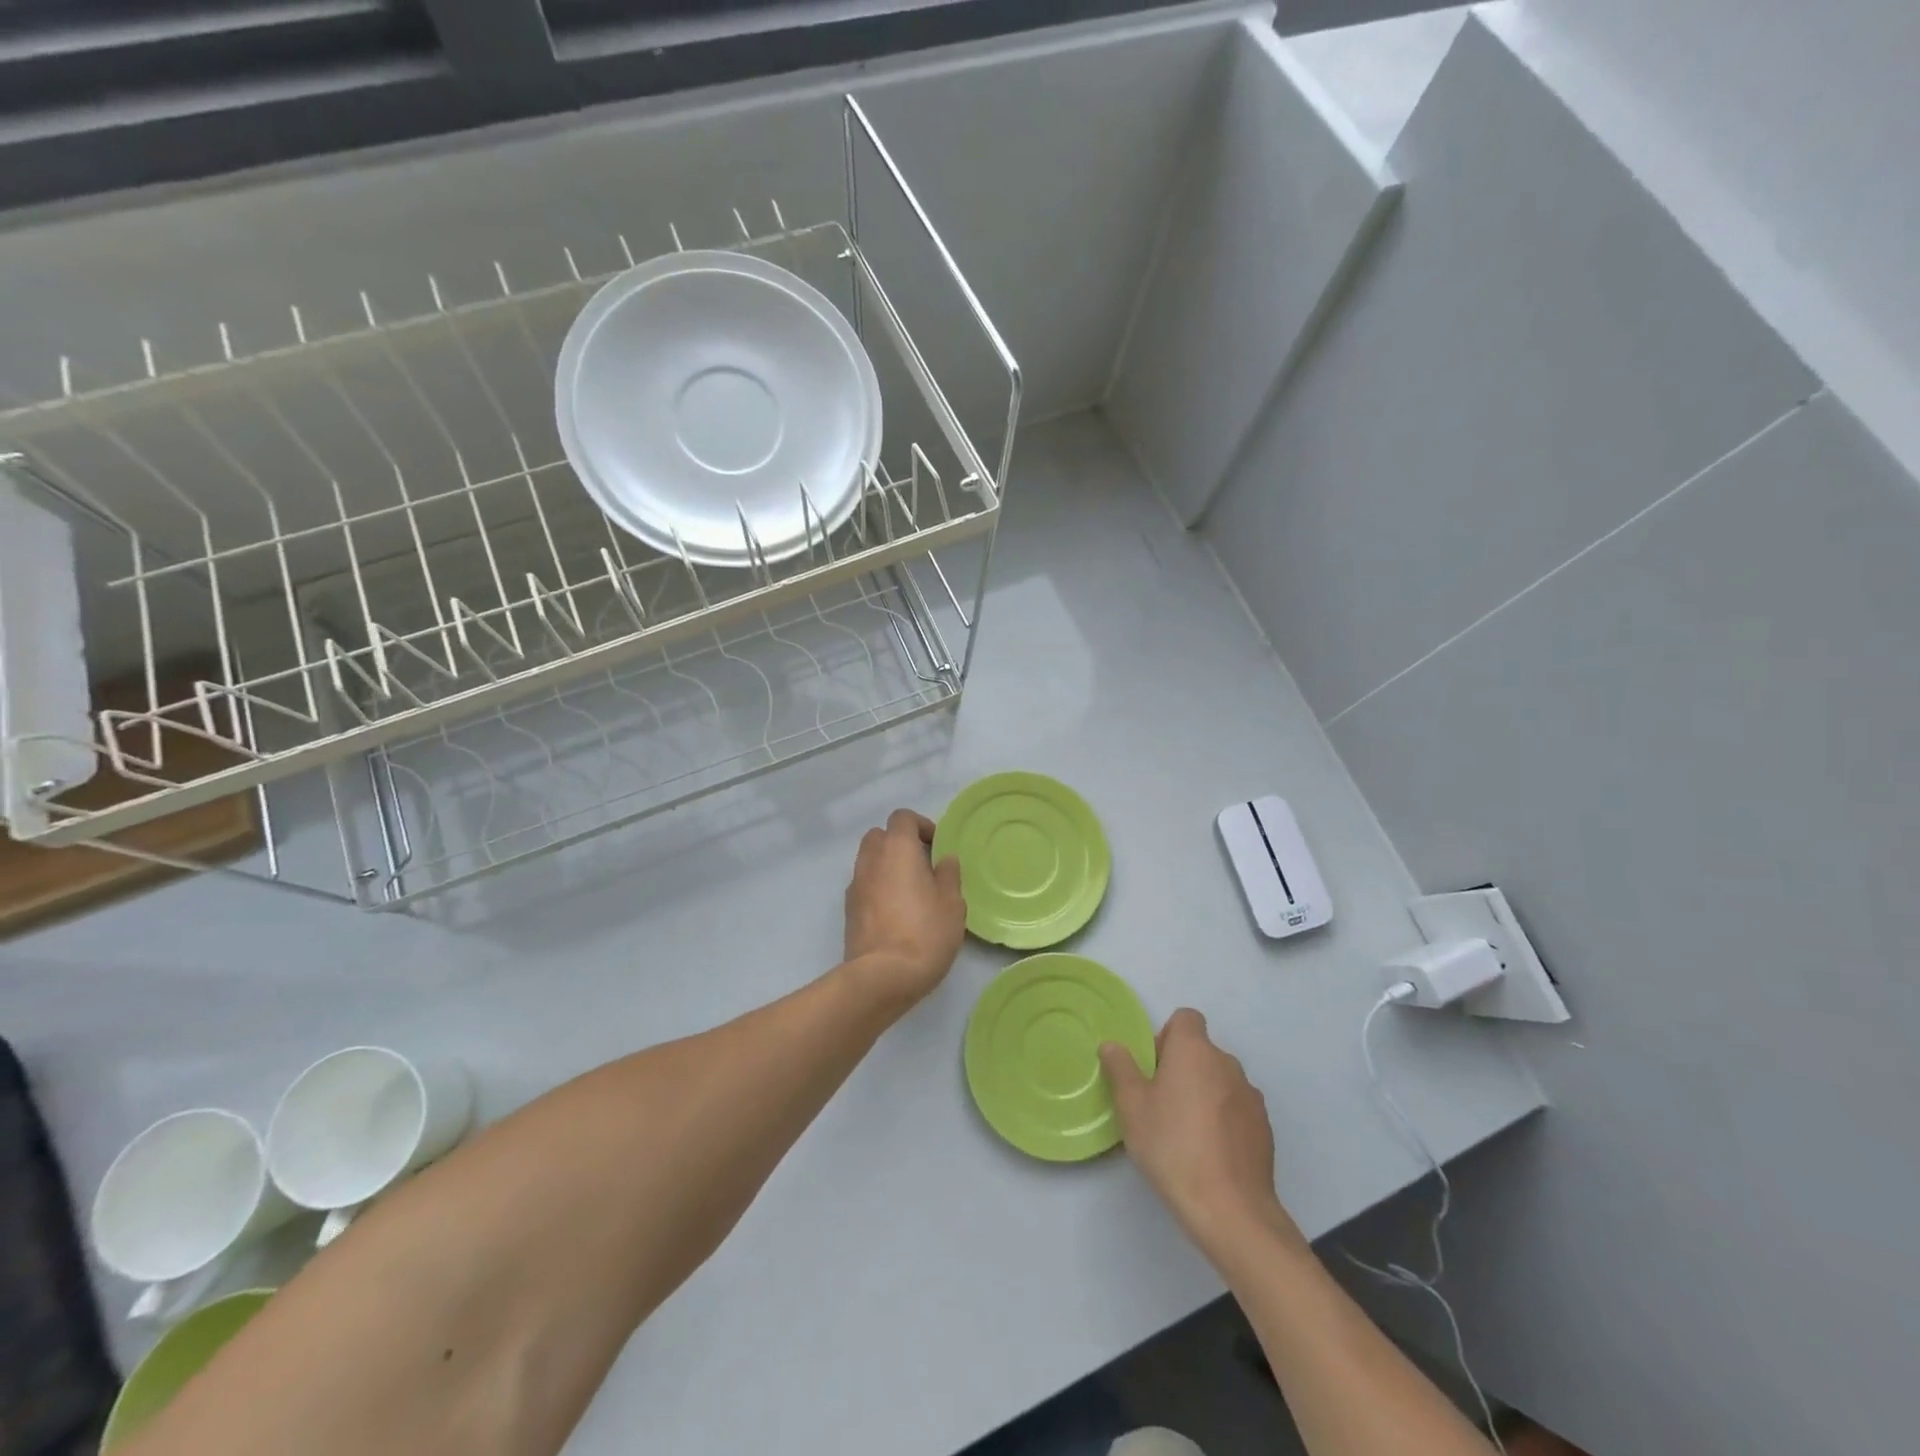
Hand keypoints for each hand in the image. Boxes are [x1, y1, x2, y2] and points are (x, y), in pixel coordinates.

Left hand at [843, 809, 965, 1011]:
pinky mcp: (848, 910)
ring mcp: (855, 885)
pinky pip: (864, 885)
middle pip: (880, 836)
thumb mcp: (952, 904)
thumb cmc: (925, 933)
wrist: (882, 977)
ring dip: (887, 867)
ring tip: (910, 892)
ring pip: (869, 861)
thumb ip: (948, 875)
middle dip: (899, 843)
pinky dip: (877, 888)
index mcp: (897, 849)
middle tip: (922, 866)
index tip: (937, 846)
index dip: (921, 826)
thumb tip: (944, 859)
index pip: (902, 817)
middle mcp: (871, 860)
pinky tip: (896, 913)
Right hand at [1100, 1009, 1305, 1258]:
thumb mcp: (1131, 1107)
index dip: (1167, 1037)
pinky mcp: (1264, 1128)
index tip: (1153, 1069)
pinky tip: (1210, 1153)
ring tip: (1186, 1134)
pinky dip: (1224, 1120)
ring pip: (1220, 1081)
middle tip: (1161, 1105)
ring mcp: (1250, 1096)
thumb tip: (1112, 1045)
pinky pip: (1237, 1109)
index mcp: (1194, 1050)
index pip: (1185, 1018)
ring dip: (1204, 1094)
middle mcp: (1227, 1063)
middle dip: (1182, 1069)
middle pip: (1201, 1051)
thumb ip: (1120, 1069)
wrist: (1231, 1209)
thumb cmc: (1172, 1146)